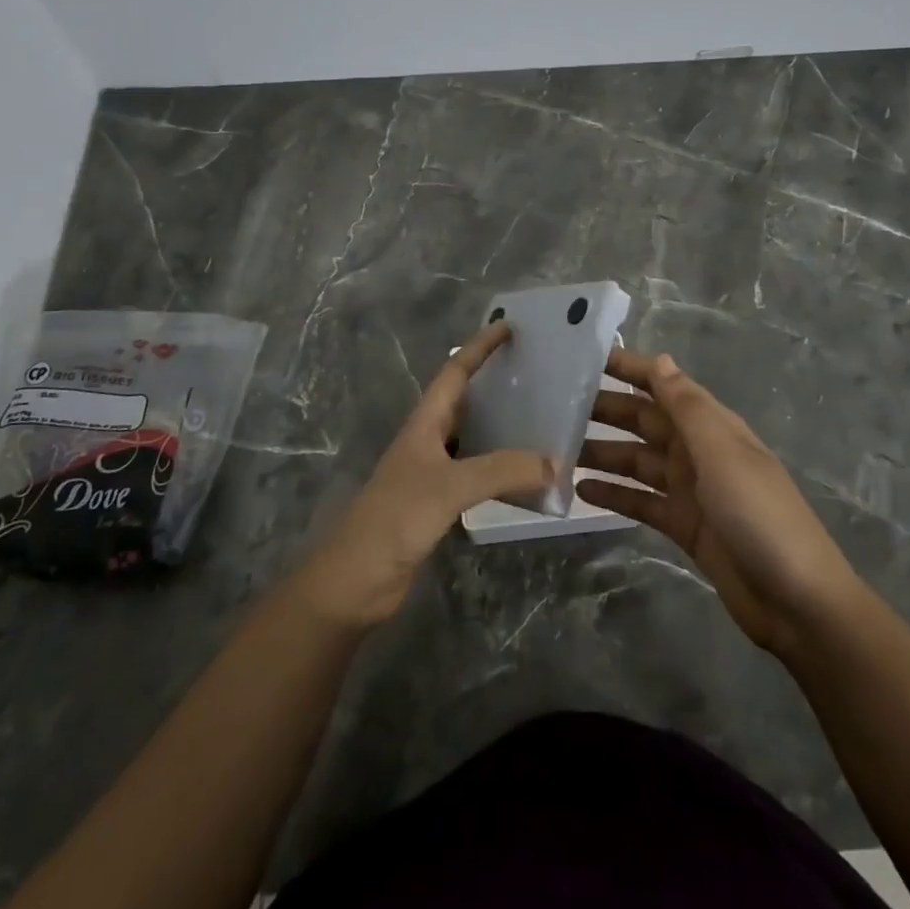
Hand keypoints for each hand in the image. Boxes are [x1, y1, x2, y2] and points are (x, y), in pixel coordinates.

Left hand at [295, 321, 552, 628]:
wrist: (354, 581)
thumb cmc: (395, 519)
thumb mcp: (449, 487)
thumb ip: (501, 470)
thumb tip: (555, 463)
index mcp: (424, 423)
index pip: (455, 371)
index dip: (480, 347)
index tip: (510, 327)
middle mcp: (428, 441)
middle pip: (464, 401)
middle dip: (495, 383)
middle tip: (537, 373)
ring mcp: (431, 474)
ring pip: (473, 439)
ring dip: (502, 428)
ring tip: (541, 420)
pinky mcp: (437, 505)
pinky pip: (476, 475)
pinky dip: (500, 471)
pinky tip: (525, 478)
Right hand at [577, 349, 858, 656]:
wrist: (796, 601)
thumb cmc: (759, 514)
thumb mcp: (722, 452)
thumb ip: (687, 407)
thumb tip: (660, 360)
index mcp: (712, 426)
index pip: (664, 385)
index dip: (631, 369)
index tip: (587, 358)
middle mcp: (698, 451)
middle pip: (645, 422)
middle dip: (607, 410)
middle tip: (557, 405)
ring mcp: (690, 490)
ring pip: (637, 461)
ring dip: (603, 452)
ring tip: (559, 448)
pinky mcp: (682, 526)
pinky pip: (640, 501)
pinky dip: (613, 494)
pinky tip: (581, 490)